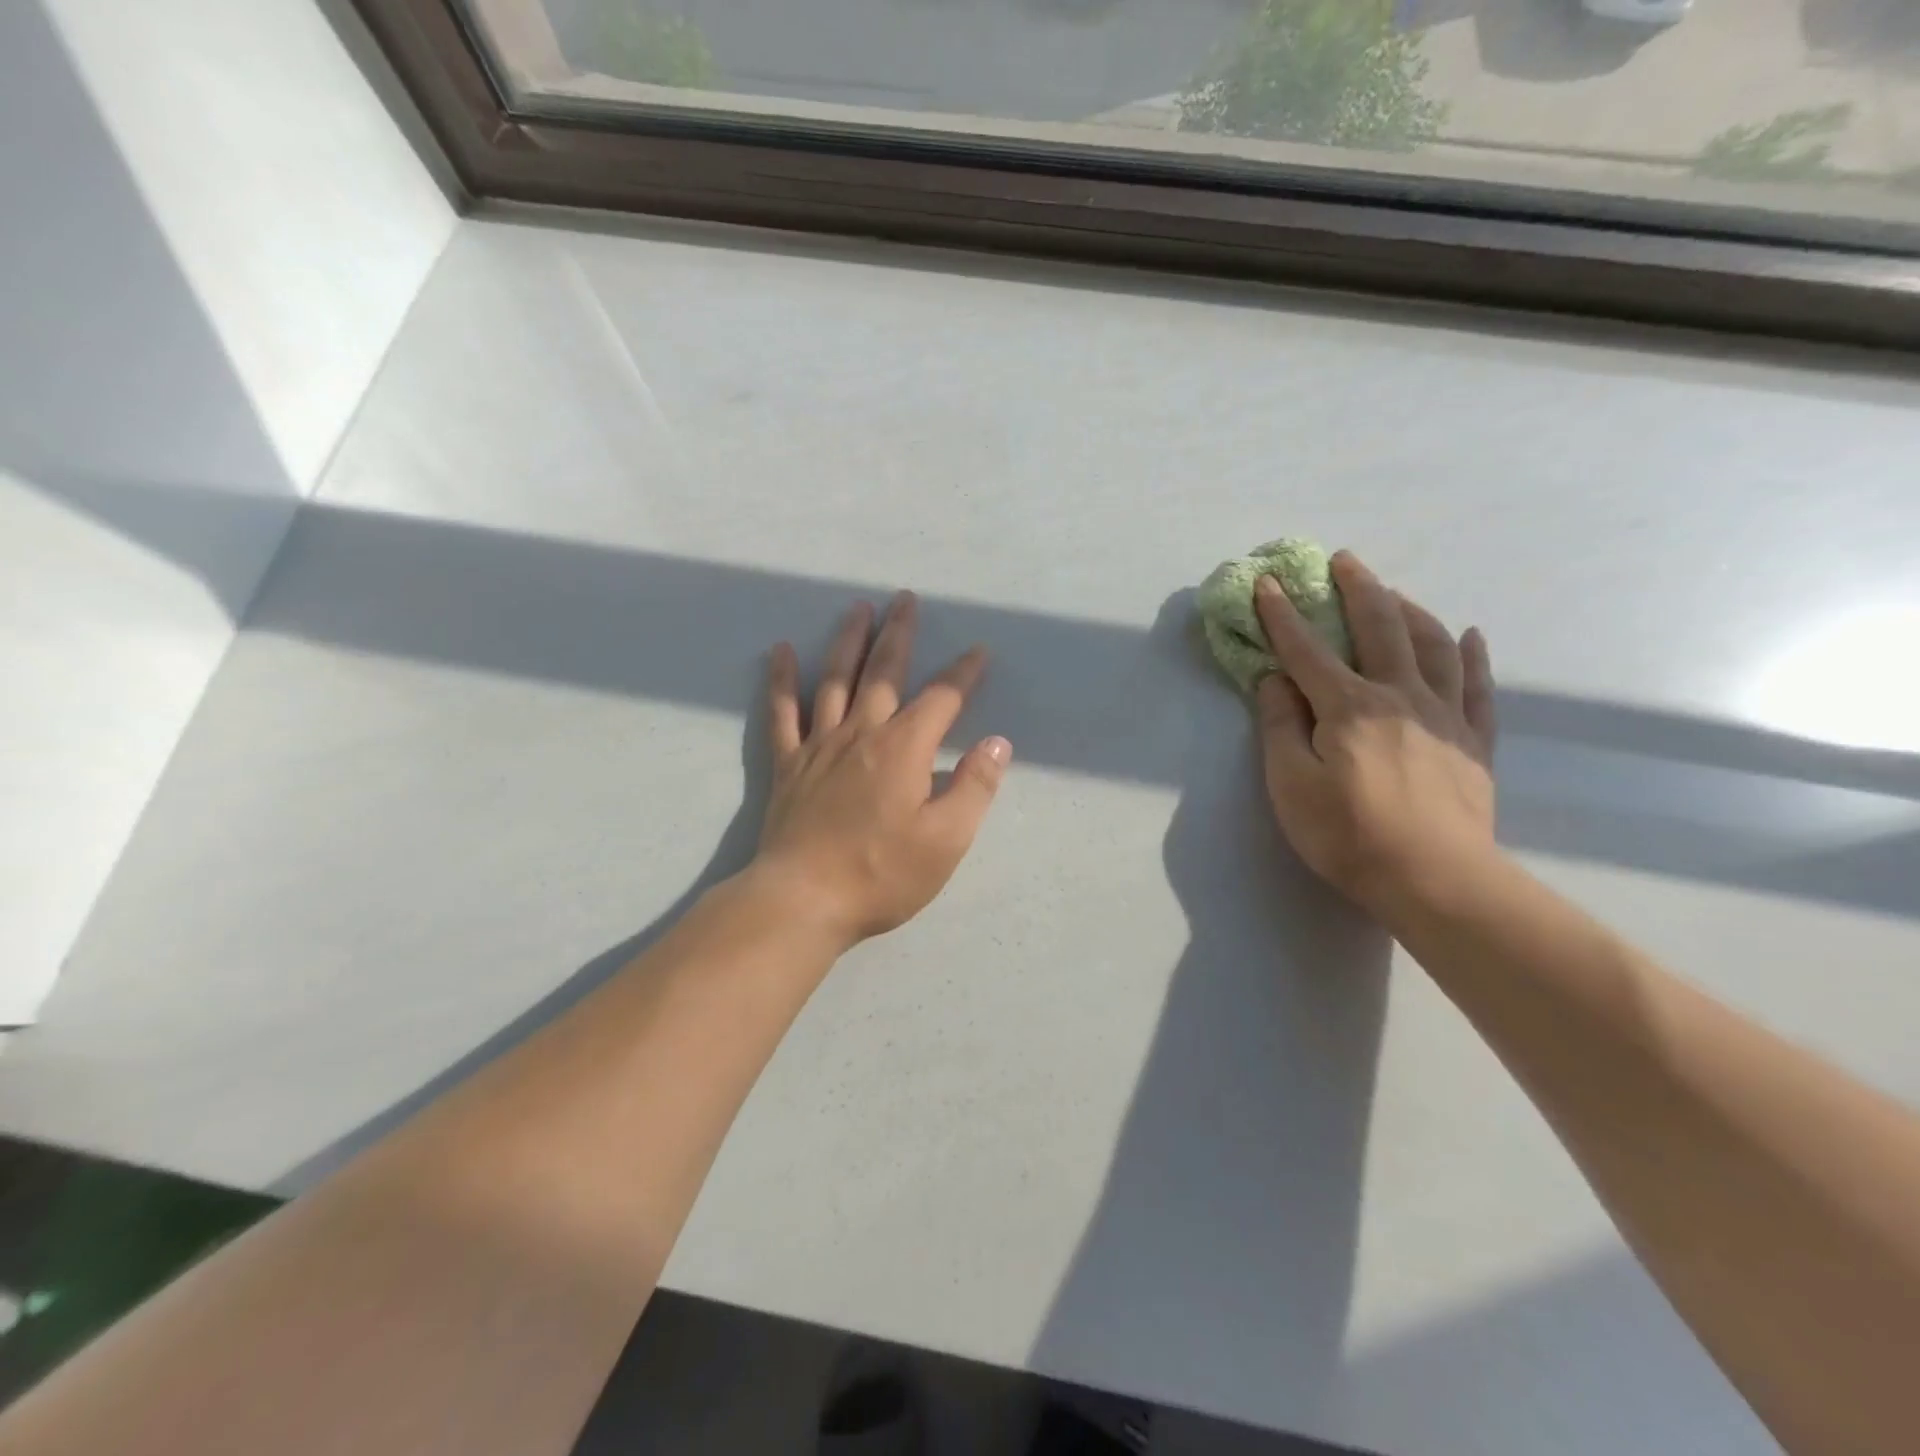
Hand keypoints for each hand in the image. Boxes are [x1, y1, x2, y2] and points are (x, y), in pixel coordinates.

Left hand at [751, 592, 1011, 948]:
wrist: (803, 899)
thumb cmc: (882, 874)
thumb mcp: (946, 840)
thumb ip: (974, 787)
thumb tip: (996, 744)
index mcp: (904, 749)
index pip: (941, 699)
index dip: (963, 673)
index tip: (979, 651)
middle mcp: (862, 733)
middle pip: (884, 671)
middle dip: (899, 633)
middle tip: (905, 599)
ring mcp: (820, 745)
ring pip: (835, 679)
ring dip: (848, 640)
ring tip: (857, 608)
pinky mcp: (788, 764)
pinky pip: (782, 711)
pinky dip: (782, 678)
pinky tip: (782, 650)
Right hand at [1253, 552, 1497, 919]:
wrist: (1435, 879)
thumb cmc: (1347, 834)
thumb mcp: (1290, 784)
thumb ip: (1281, 726)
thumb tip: (1274, 680)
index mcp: (1348, 707)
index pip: (1307, 650)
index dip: (1283, 615)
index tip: (1268, 583)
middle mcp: (1399, 696)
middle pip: (1379, 628)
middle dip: (1358, 590)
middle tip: (1345, 560)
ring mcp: (1444, 716)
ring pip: (1433, 645)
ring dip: (1410, 610)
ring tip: (1395, 593)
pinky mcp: (1474, 741)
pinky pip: (1478, 686)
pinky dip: (1472, 655)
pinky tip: (1469, 635)